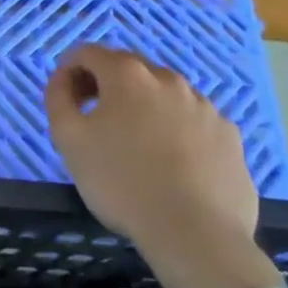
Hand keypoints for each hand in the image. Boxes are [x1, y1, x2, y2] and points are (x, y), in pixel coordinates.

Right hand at [46, 45, 282, 287]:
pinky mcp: (229, 136)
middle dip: (106, 86)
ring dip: (144, 108)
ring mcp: (205, 107)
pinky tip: (173, 165)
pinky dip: (177, 132)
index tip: (66, 99)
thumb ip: (58, 98)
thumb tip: (64, 80)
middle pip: (128, 69)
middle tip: (96, 122)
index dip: (70, 70)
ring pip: (164, 96)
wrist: (196, 235)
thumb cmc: (122, 182)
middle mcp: (168, 79)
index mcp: (127, 75)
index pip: (88, 53)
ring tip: (137, 147)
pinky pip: (193, 123)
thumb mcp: (68, 139)